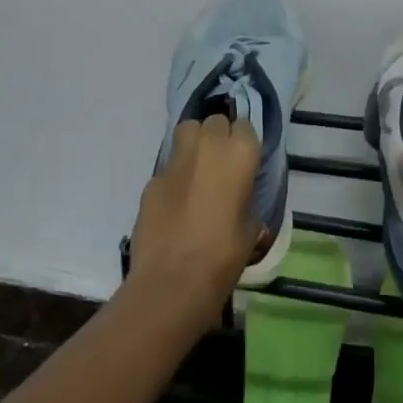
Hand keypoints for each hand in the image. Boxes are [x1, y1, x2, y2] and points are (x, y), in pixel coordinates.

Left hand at [126, 115, 262, 330]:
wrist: (174, 279)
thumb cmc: (224, 255)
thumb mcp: (250, 230)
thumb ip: (246, 207)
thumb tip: (240, 209)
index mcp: (240, 155)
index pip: (246, 127)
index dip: (243, 143)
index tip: (244, 161)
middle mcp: (208, 146)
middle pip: (214, 122)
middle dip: (218, 136)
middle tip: (220, 163)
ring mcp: (176, 161)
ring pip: (186, 131)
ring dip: (194, 143)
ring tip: (197, 170)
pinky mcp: (151, 180)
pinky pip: (167, 168)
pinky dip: (173, 178)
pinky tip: (174, 204)